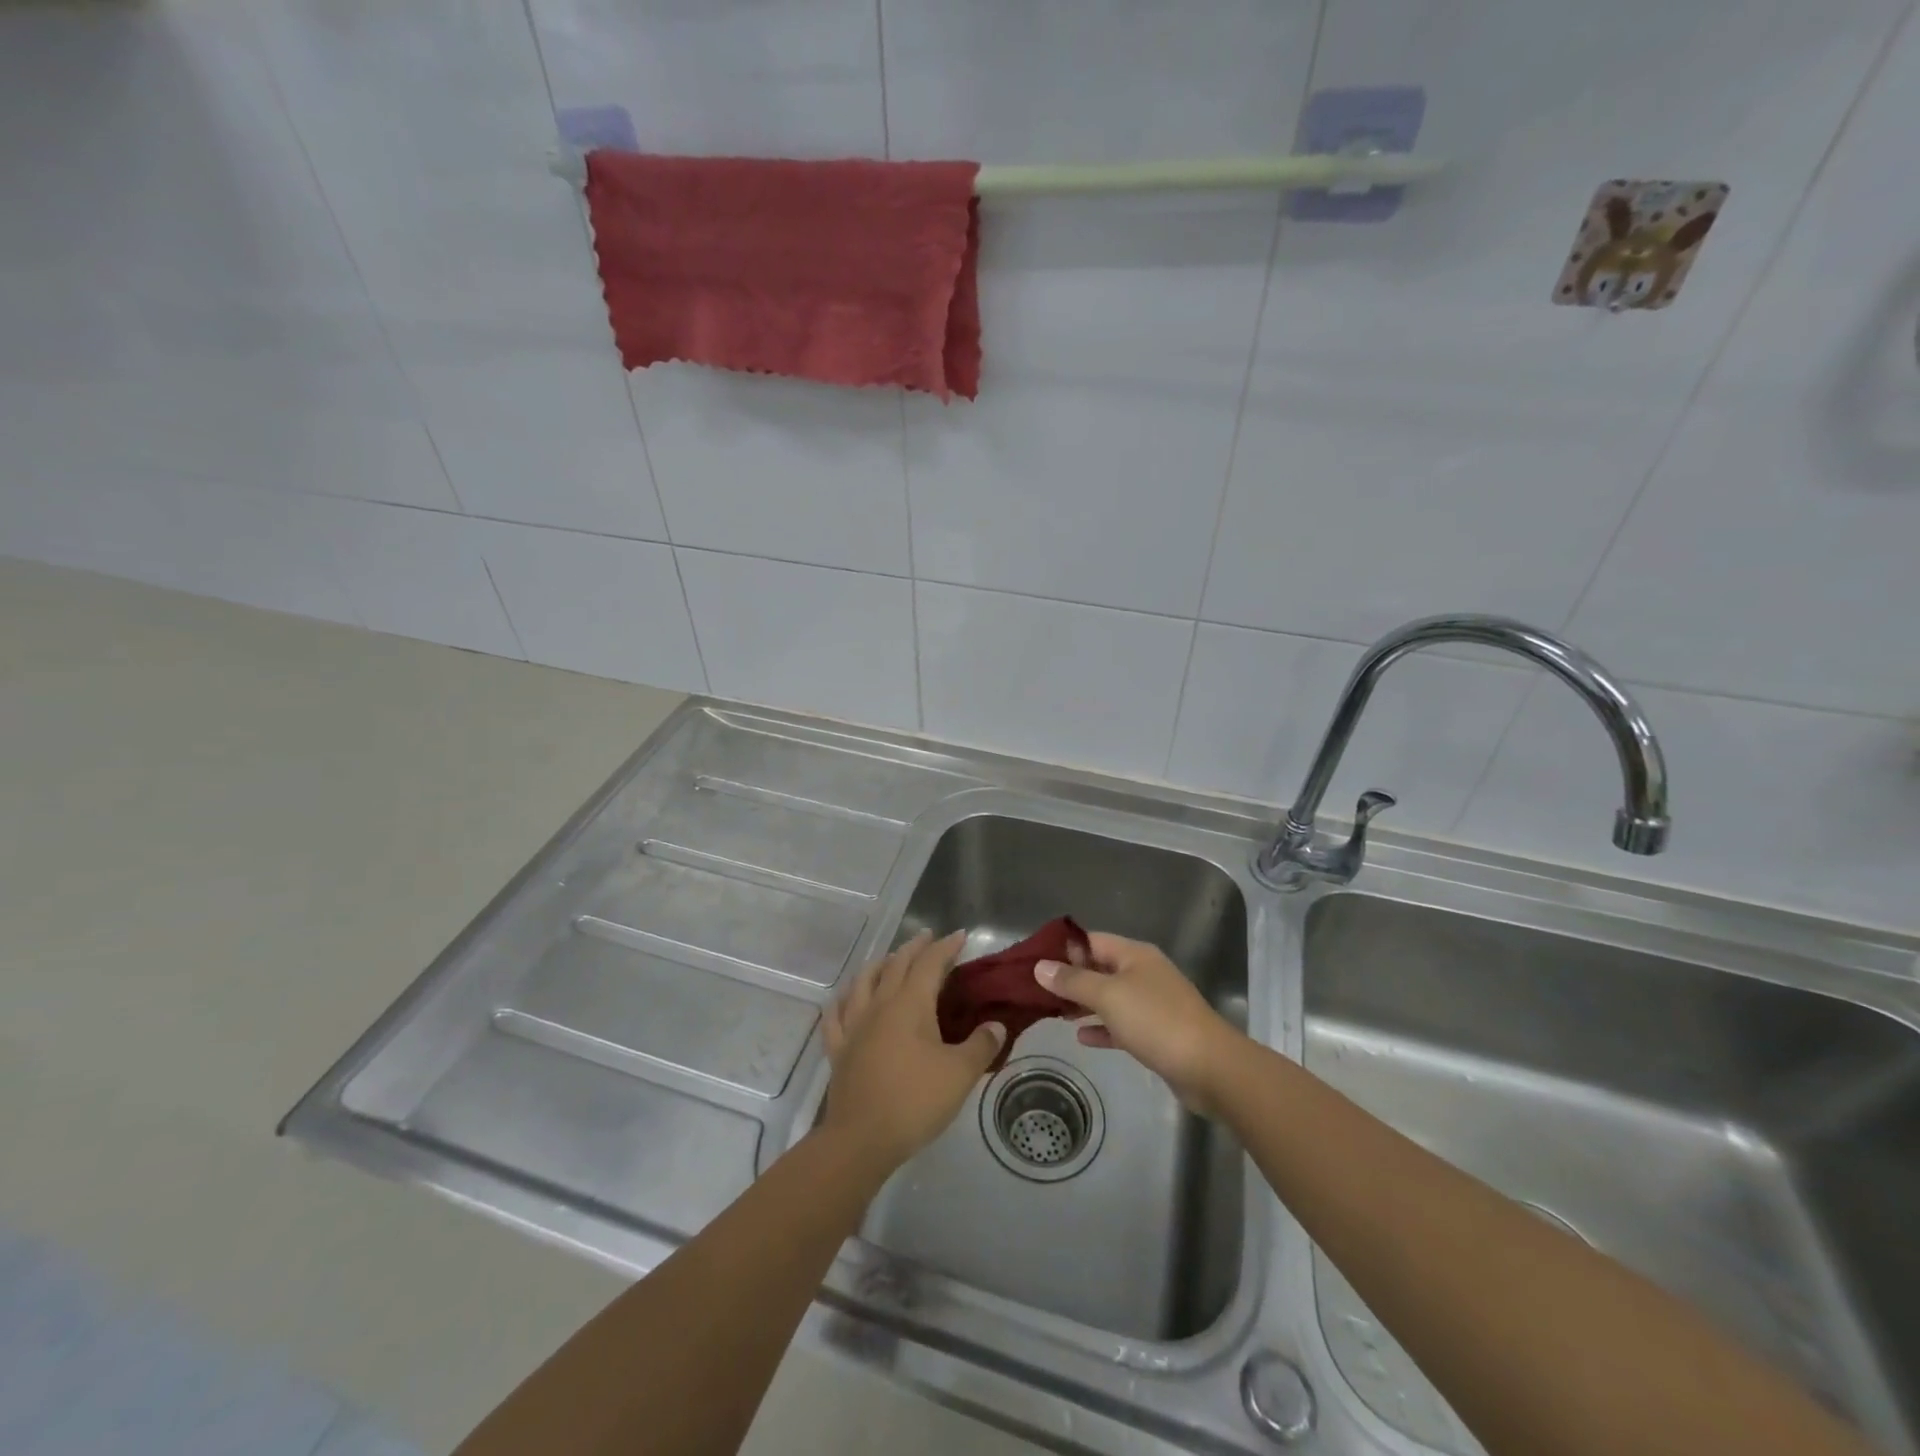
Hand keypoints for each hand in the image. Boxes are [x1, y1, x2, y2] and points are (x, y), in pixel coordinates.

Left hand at [822, 930, 1005, 1168]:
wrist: (861, 1139)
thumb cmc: (915, 1100)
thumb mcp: (960, 1074)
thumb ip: (981, 1045)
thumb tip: (996, 1025)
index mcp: (910, 1004)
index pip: (930, 963)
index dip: (946, 947)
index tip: (960, 936)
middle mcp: (879, 1005)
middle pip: (895, 965)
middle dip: (914, 948)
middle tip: (927, 938)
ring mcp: (854, 1026)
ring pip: (863, 982)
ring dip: (878, 965)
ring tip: (888, 960)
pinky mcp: (838, 1050)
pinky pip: (835, 1016)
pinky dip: (842, 1001)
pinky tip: (844, 999)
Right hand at [1036, 932, 1240, 1114]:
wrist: (1210, 1067)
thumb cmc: (1156, 1020)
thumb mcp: (1108, 996)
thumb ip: (1073, 981)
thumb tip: (1040, 966)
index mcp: (1134, 955)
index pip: (1092, 940)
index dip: (1065, 948)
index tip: (1035, 961)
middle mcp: (1143, 973)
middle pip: (1100, 968)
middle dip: (1071, 978)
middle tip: (1037, 991)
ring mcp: (1152, 1004)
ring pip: (1110, 997)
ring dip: (1084, 1003)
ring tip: (1053, 1012)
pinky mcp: (1157, 1033)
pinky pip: (1122, 1024)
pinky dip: (1102, 1028)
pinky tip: (1082, 1037)